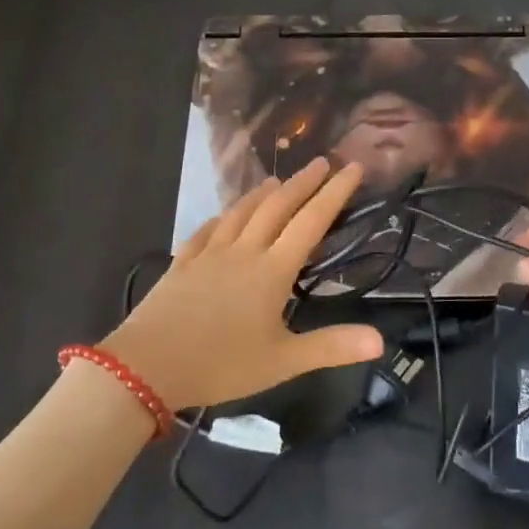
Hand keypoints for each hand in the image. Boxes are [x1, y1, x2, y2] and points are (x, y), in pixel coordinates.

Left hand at [101, 159, 383, 411]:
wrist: (147, 366)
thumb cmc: (220, 365)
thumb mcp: (282, 362)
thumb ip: (331, 347)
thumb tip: (381, 340)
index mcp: (272, 270)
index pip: (311, 222)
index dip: (334, 193)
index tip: (352, 167)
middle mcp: (244, 251)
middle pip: (277, 207)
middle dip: (302, 183)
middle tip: (321, 162)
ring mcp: (209, 254)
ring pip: (241, 212)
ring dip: (263, 193)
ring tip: (277, 180)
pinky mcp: (182, 263)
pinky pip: (206, 230)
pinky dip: (221, 217)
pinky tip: (223, 216)